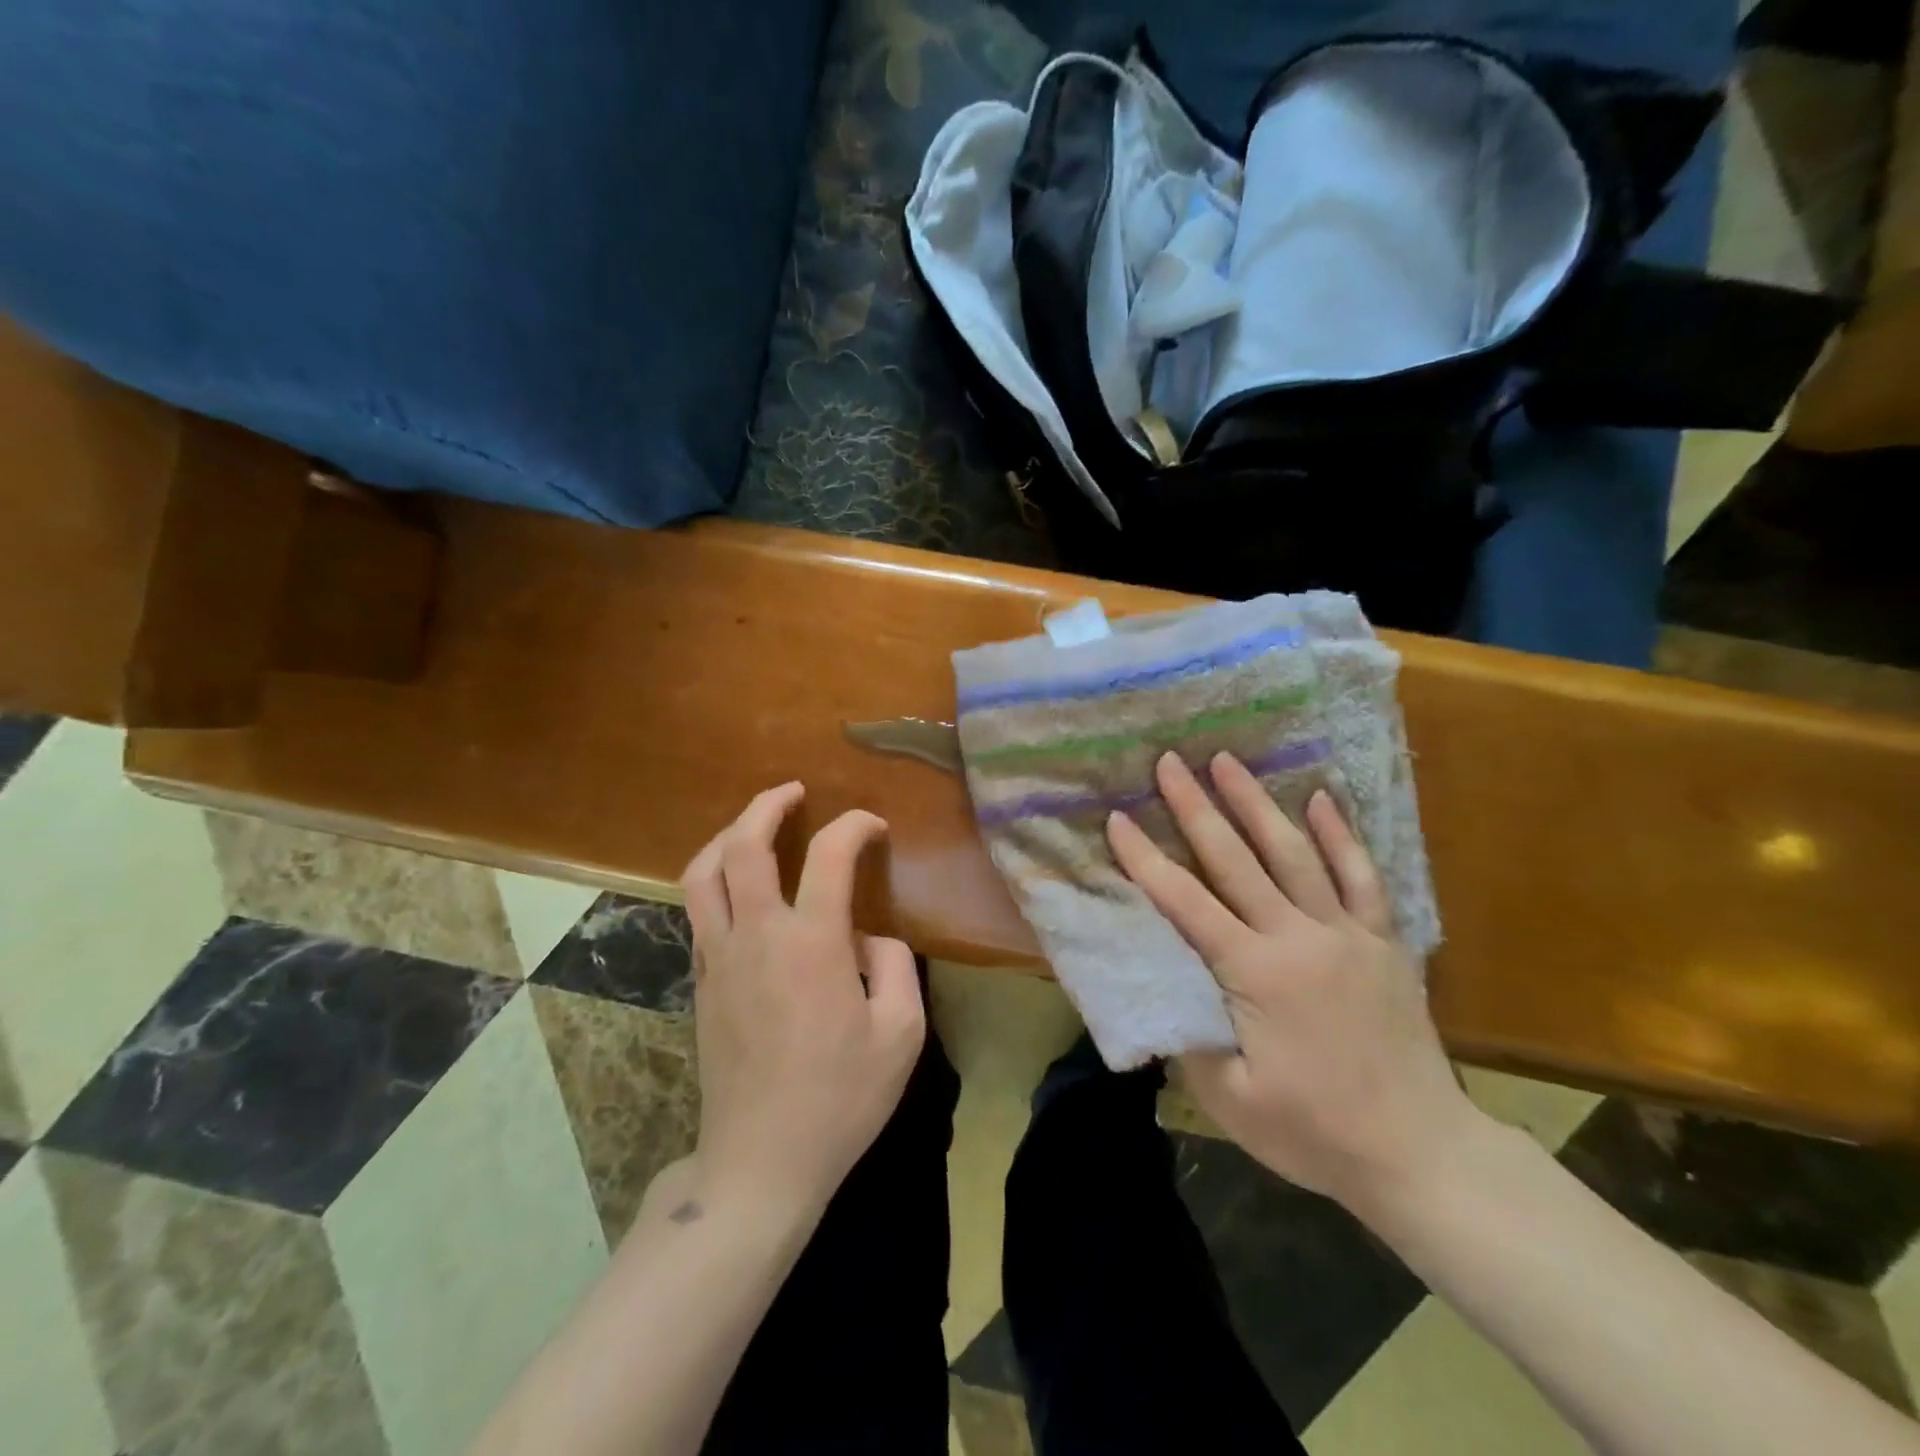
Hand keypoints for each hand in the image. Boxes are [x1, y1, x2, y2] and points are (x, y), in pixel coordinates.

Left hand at [680, 783, 926, 1222]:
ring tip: (754, 825)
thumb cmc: (840, 1099)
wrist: (761, 1161)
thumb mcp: (901, 1033)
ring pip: (702, 873)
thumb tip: (869, 938)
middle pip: (743, 845)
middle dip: (767, 805)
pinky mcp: (701, 981)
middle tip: (793, 792)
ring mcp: (718, 958)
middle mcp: (756, 936)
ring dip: (728, 835)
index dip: (854, 826)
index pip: (829, 854)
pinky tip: (739, 887)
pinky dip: (715, 878)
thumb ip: (895, 966)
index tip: (873, 827)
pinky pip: (698, 910)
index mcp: (811, 943)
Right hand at [1107, 751, 1477, 1211]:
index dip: (1146, 859)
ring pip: (1295, 853)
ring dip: (1257, 803)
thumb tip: (1156, 990)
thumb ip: (1186, 1037)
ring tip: (1229, 761)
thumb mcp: (1230, 1099)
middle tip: (1170, 761)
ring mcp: (1346, 933)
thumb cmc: (1315, 1131)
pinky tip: (1322, 798)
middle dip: (1196, 807)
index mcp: (1254, 973)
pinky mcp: (1384, 941)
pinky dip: (1341, 835)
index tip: (1118, 819)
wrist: (1421, 1153)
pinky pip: (1362, 876)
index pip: (1185, 902)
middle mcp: (1298, 937)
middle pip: (1235, 859)